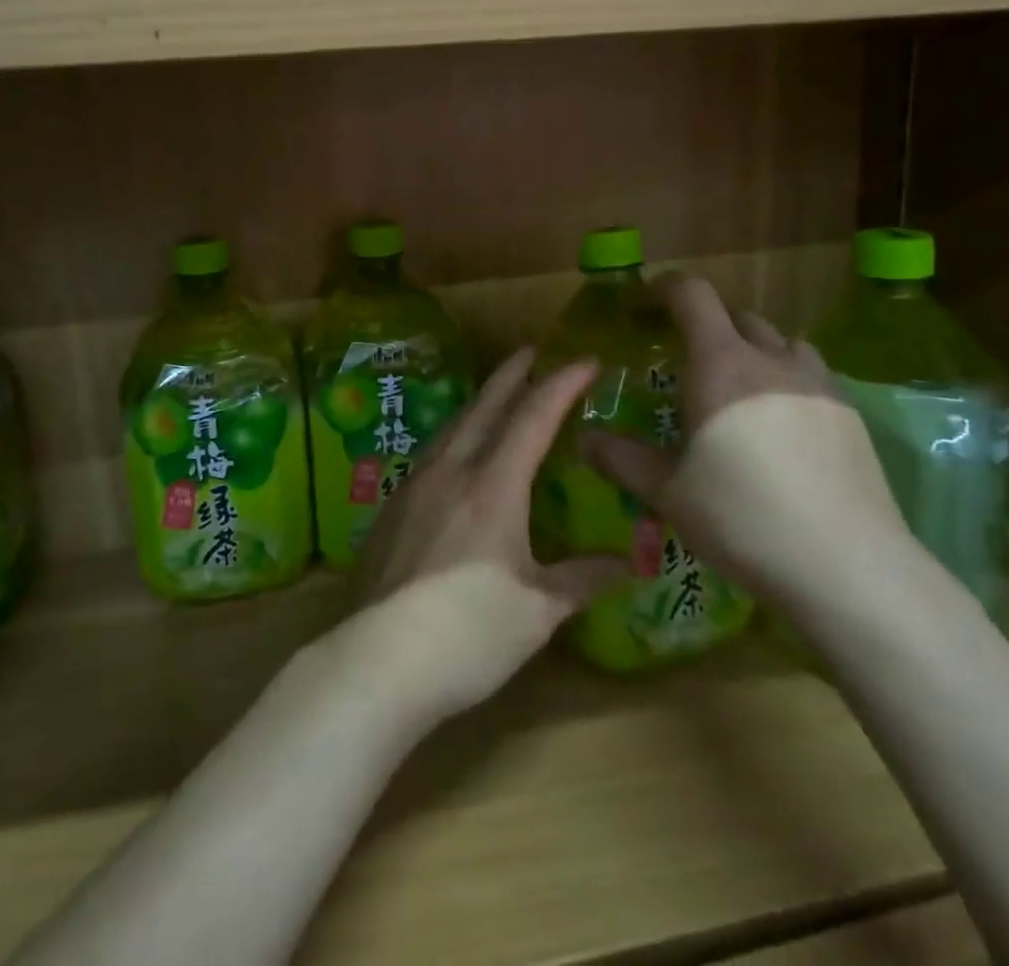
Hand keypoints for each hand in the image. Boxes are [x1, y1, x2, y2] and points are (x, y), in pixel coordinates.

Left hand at [351, 349, 627, 723]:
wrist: (379, 659)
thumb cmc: (470, 632)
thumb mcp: (538, 609)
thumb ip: (582, 578)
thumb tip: (629, 565)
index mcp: (492, 486)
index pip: (533, 418)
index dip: (561, 384)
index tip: (585, 360)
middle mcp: (450, 473)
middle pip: (483, 408)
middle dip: (511, 375)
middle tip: (529, 350)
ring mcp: (414, 489)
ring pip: (451, 428)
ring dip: (477, 404)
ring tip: (493, 396)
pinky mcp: (390, 512)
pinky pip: (430, 456)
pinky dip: (453, 438)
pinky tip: (454, 458)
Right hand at [584, 275, 909, 610]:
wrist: (848, 566)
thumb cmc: (742, 517)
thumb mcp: (667, 491)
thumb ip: (621, 458)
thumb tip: (585, 439)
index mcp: (721, 365)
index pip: (693, 296)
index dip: (666, 288)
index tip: (646, 302)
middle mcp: (772, 361)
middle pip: (738, 317)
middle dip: (709, 326)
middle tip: (688, 364)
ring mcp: (819, 386)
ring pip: (783, 344)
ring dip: (755, 351)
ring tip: (740, 391)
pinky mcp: (852, 418)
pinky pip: (813, 378)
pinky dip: (788, 383)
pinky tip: (783, 430)